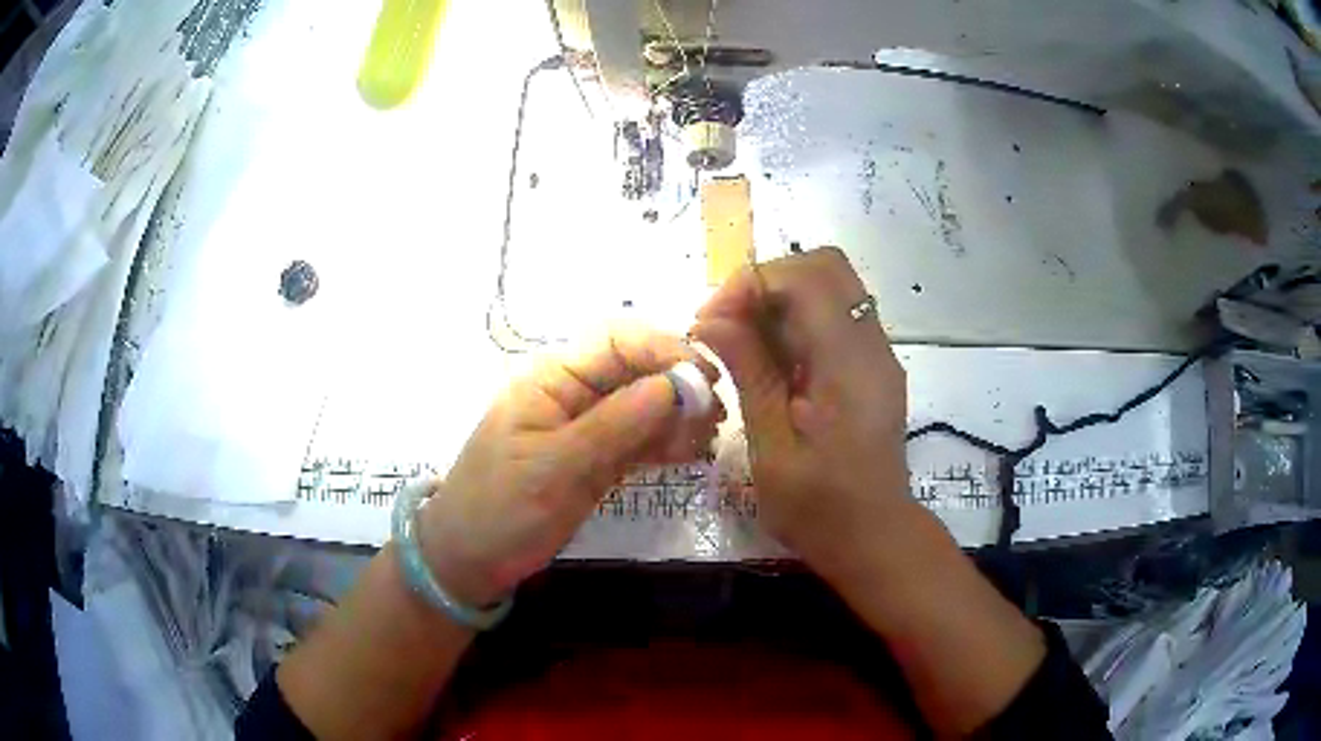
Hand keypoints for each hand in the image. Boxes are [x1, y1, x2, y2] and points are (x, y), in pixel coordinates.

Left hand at [417, 326, 720, 605]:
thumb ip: (613, 427)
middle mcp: (573, 392)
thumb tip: (673, 385)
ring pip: (644, 404)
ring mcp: (588, 427)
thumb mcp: (553, 469)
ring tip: (708, 438)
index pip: (616, 339)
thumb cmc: (499, 509)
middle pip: (637, 368)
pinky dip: (666, 442)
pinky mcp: (597, 458)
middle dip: (679, 383)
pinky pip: (639, 438)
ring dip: (679, 415)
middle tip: (715, 415)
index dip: (662, 349)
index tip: (703, 381)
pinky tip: (691, 453)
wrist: (470, 560)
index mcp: (551, 378)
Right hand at [691, 248, 912, 574]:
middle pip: (825, 266)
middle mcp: (872, 345)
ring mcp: (878, 353)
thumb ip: (750, 372)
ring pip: (832, 286)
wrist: (874, 539)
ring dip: (781, 299)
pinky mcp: (873, 366)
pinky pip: (836, 317)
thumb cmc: (819, 508)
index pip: (805, 278)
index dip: (751, 284)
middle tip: (727, 323)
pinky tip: (772, 360)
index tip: (711, 322)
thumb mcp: (771, 446)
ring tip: (743, 341)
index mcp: (848, 364)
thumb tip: (712, 319)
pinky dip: (798, 320)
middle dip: (767, 281)